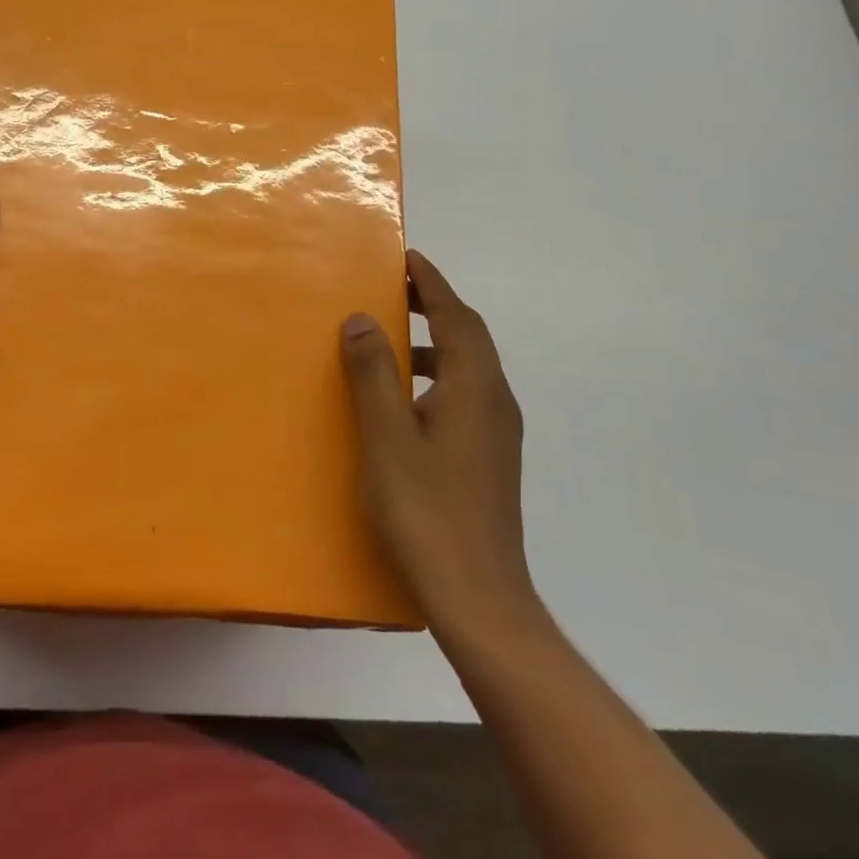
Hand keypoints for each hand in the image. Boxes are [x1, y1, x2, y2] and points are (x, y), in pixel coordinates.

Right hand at [341, 250, 541, 641]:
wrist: (480, 599)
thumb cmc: (427, 511)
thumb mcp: (388, 436)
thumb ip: (373, 373)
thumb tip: (361, 319)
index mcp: (475, 388)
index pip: (458, 317)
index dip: (433, 284)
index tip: (408, 258)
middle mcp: (496, 402)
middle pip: (470, 337)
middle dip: (436, 307)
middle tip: (395, 291)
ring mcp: (498, 434)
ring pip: (470, 368)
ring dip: (436, 342)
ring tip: (393, 340)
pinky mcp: (490, 459)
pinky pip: (466, 395)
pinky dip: (439, 376)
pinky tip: (407, 400)